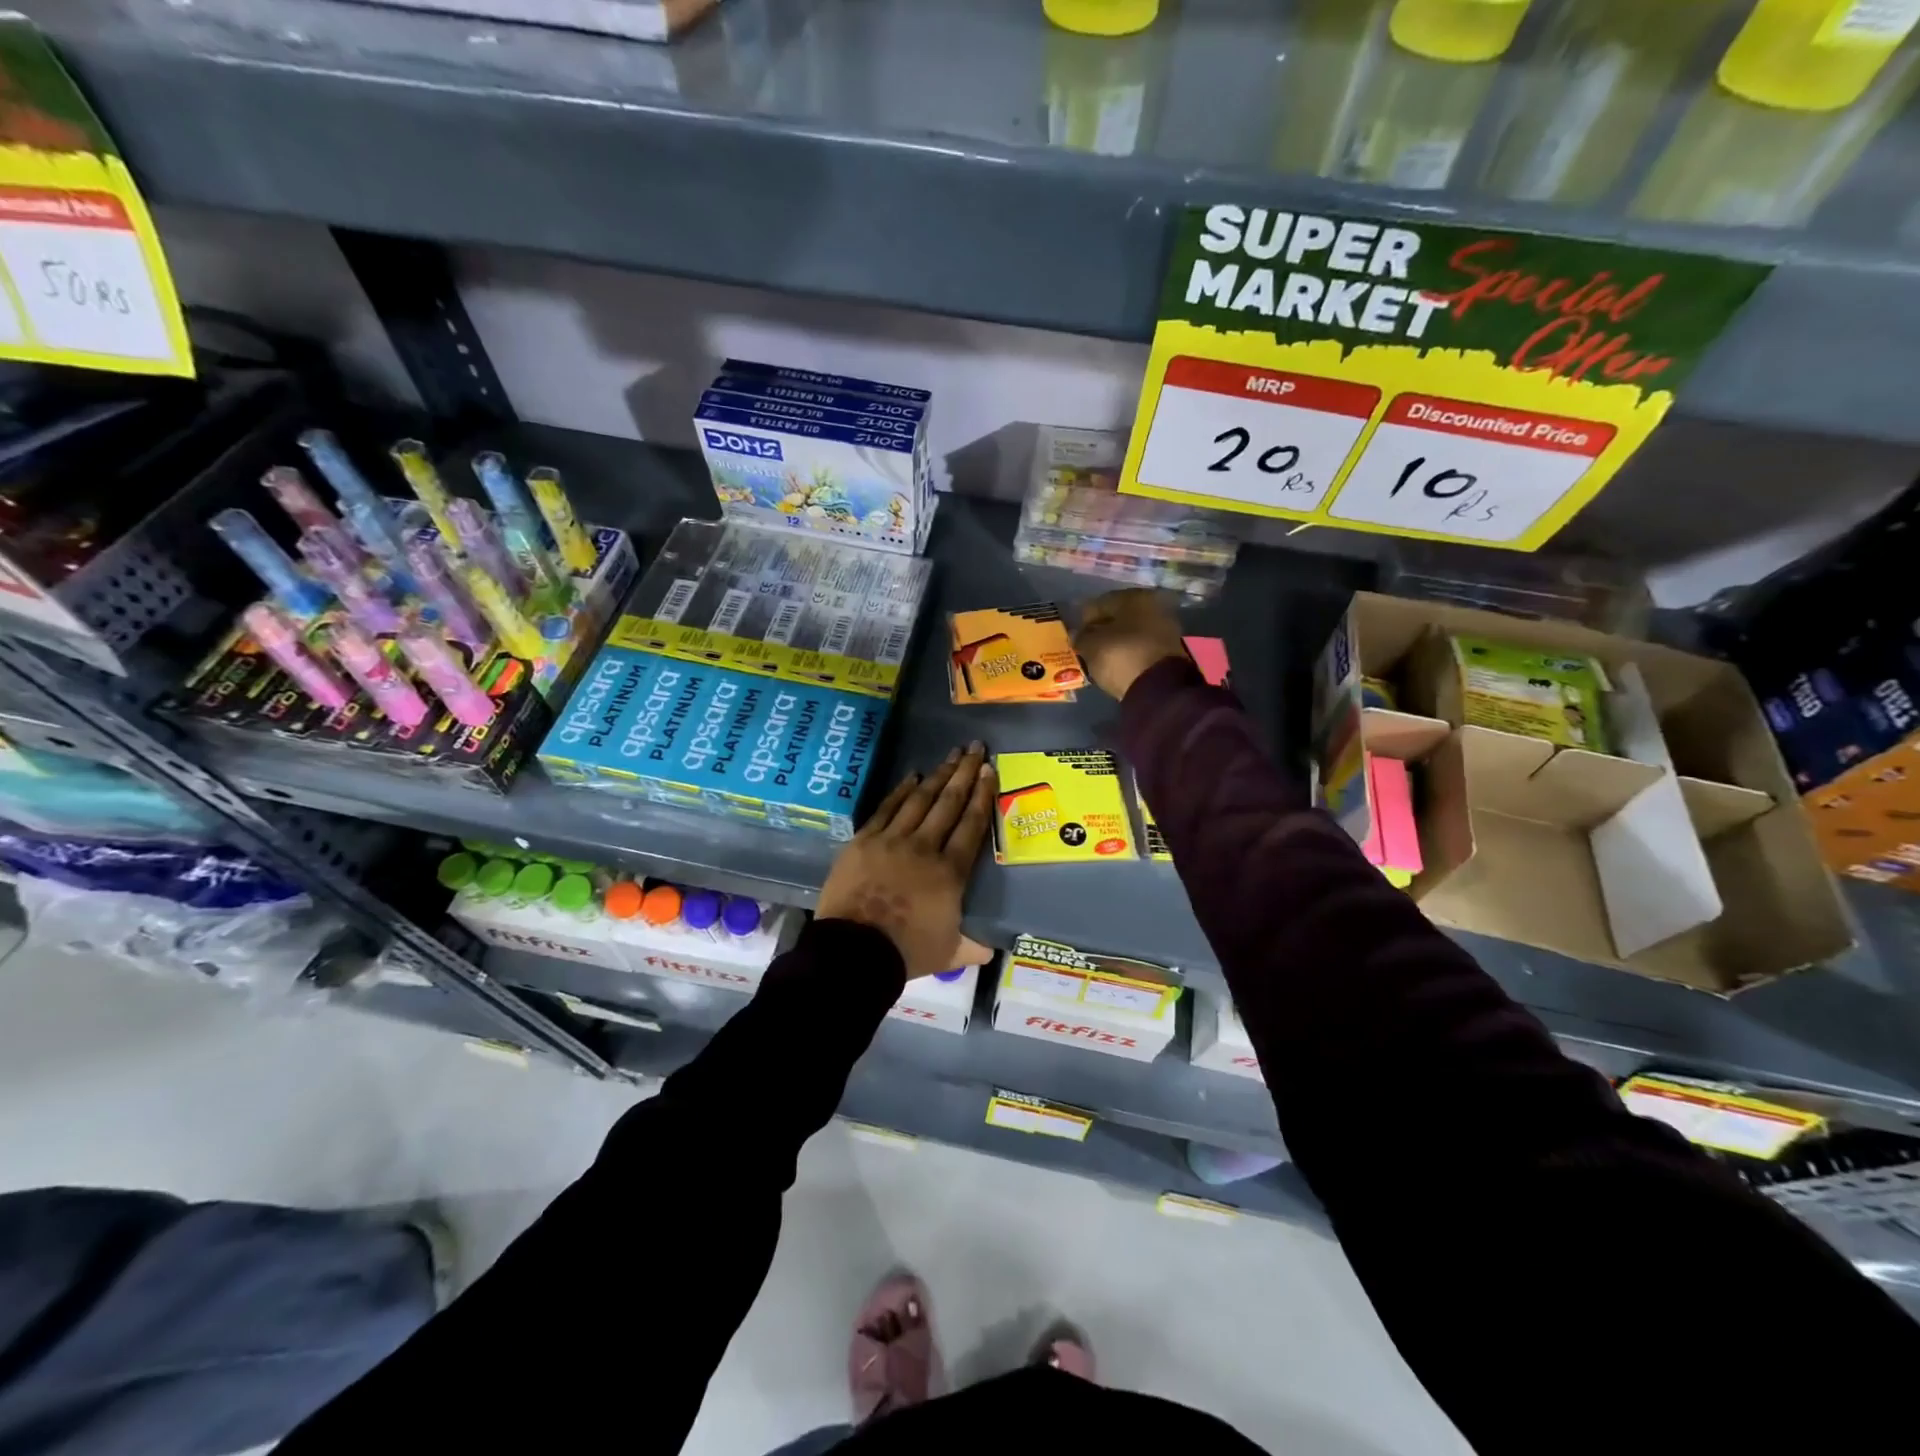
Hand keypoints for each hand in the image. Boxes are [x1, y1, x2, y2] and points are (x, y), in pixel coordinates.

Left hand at [817, 743, 995, 979]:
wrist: (854, 952)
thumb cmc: (906, 952)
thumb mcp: (949, 953)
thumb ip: (972, 946)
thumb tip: (991, 949)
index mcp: (950, 872)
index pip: (972, 825)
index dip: (982, 795)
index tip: (989, 770)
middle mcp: (925, 847)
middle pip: (949, 803)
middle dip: (964, 772)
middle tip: (974, 747)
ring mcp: (892, 840)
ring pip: (920, 800)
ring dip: (938, 775)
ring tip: (950, 755)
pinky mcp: (864, 841)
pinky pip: (887, 808)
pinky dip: (901, 790)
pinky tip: (912, 776)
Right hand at [1073, 589, 1187, 700]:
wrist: (1159, 687)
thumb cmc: (1121, 656)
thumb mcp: (1091, 645)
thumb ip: (1081, 636)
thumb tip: (1080, 634)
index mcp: (1133, 596)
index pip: (1099, 603)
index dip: (1083, 620)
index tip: (1074, 636)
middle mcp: (1153, 605)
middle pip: (1118, 616)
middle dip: (1102, 630)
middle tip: (1086, 645)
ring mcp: (1165, 627)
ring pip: (1130, 631)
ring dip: (1115, 641)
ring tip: (1100, 657)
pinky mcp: (1170, 650)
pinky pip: (1140, 646)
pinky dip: (1128, 652)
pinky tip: (1116, 662)